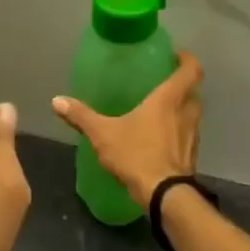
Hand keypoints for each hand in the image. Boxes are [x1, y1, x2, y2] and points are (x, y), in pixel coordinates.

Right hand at [52, 51, 203, 206]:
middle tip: (162, 83)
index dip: (187, 59)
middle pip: (193, 91)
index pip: (191, 70)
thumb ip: (81, 116)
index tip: (176, 55)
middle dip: (182, 85)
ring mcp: (193, 135)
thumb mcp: (103, 134)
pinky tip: (161, 138)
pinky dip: (179, 131)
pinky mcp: (192, 154)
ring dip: (182, 108)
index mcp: (169, 99)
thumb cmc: (137, 155)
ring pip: (193, 113)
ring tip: (160, 110)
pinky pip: (189, 134)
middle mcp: (187, 112)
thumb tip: (56, 100)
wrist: (165, 195)